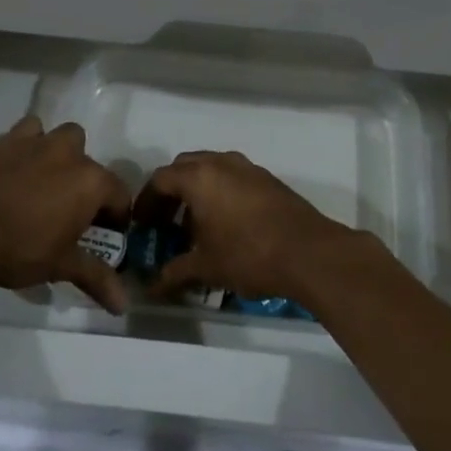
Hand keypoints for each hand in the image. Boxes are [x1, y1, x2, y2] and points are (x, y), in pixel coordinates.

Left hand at [0, 117, 131, 313]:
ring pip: (64, 137)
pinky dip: (29, 144)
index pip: (120, 195)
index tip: (106, 235)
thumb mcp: (61, 266)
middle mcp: (71, 154)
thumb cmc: (20, 248)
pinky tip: (18, 167)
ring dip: (62, 155)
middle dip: (87, 184)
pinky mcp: (8, 140)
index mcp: (91, 182)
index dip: (117, 217)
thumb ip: (96, 277)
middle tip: (70, 212)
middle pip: (92, 164)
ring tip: (46, 182)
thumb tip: (123, 304)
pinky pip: (28, 131)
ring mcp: (39, 142)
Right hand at [146, 151, 357, 302]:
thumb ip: (174, 273)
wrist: (309, 252)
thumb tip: (150, 287)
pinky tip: (225, 224)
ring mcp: (248, 168)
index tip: (142, 224)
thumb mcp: (205, 267)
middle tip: (164, 221)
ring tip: (194, 226)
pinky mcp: (268, 179)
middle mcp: (221, 163)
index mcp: (199, 177)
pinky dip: (220, 193)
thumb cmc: (248, 255)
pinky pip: (233, 178)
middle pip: (185, 167)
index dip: (146, 201)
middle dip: (171, 192)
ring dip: (197, 191)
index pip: (161, 179)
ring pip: (212, 169)